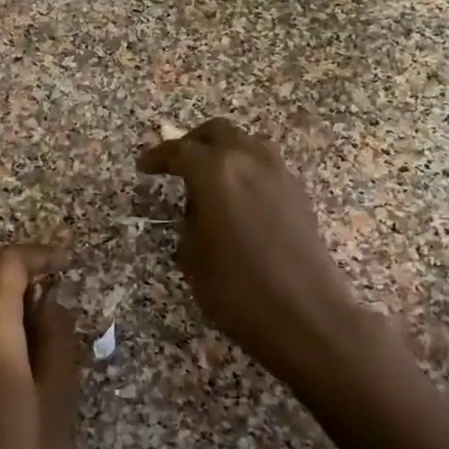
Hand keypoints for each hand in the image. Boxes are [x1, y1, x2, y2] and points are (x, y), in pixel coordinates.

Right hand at [138, 118, 361, 385]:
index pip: (179, 151)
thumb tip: (197, 209)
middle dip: (193, 143)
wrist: (305, 315)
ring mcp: (280, 173)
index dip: (157, 157)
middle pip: (218, 132)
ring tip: (208, 182)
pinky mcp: (299, 193)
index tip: (143, 167)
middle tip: (176, 165)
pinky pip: (265, 166)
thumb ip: (189, 221)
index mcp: (215, 171)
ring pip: (246, 144)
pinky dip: (246, 171)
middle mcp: (249, 160)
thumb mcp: (192, 257)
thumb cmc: (237, 289)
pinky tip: (237, 199)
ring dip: (224, 153)